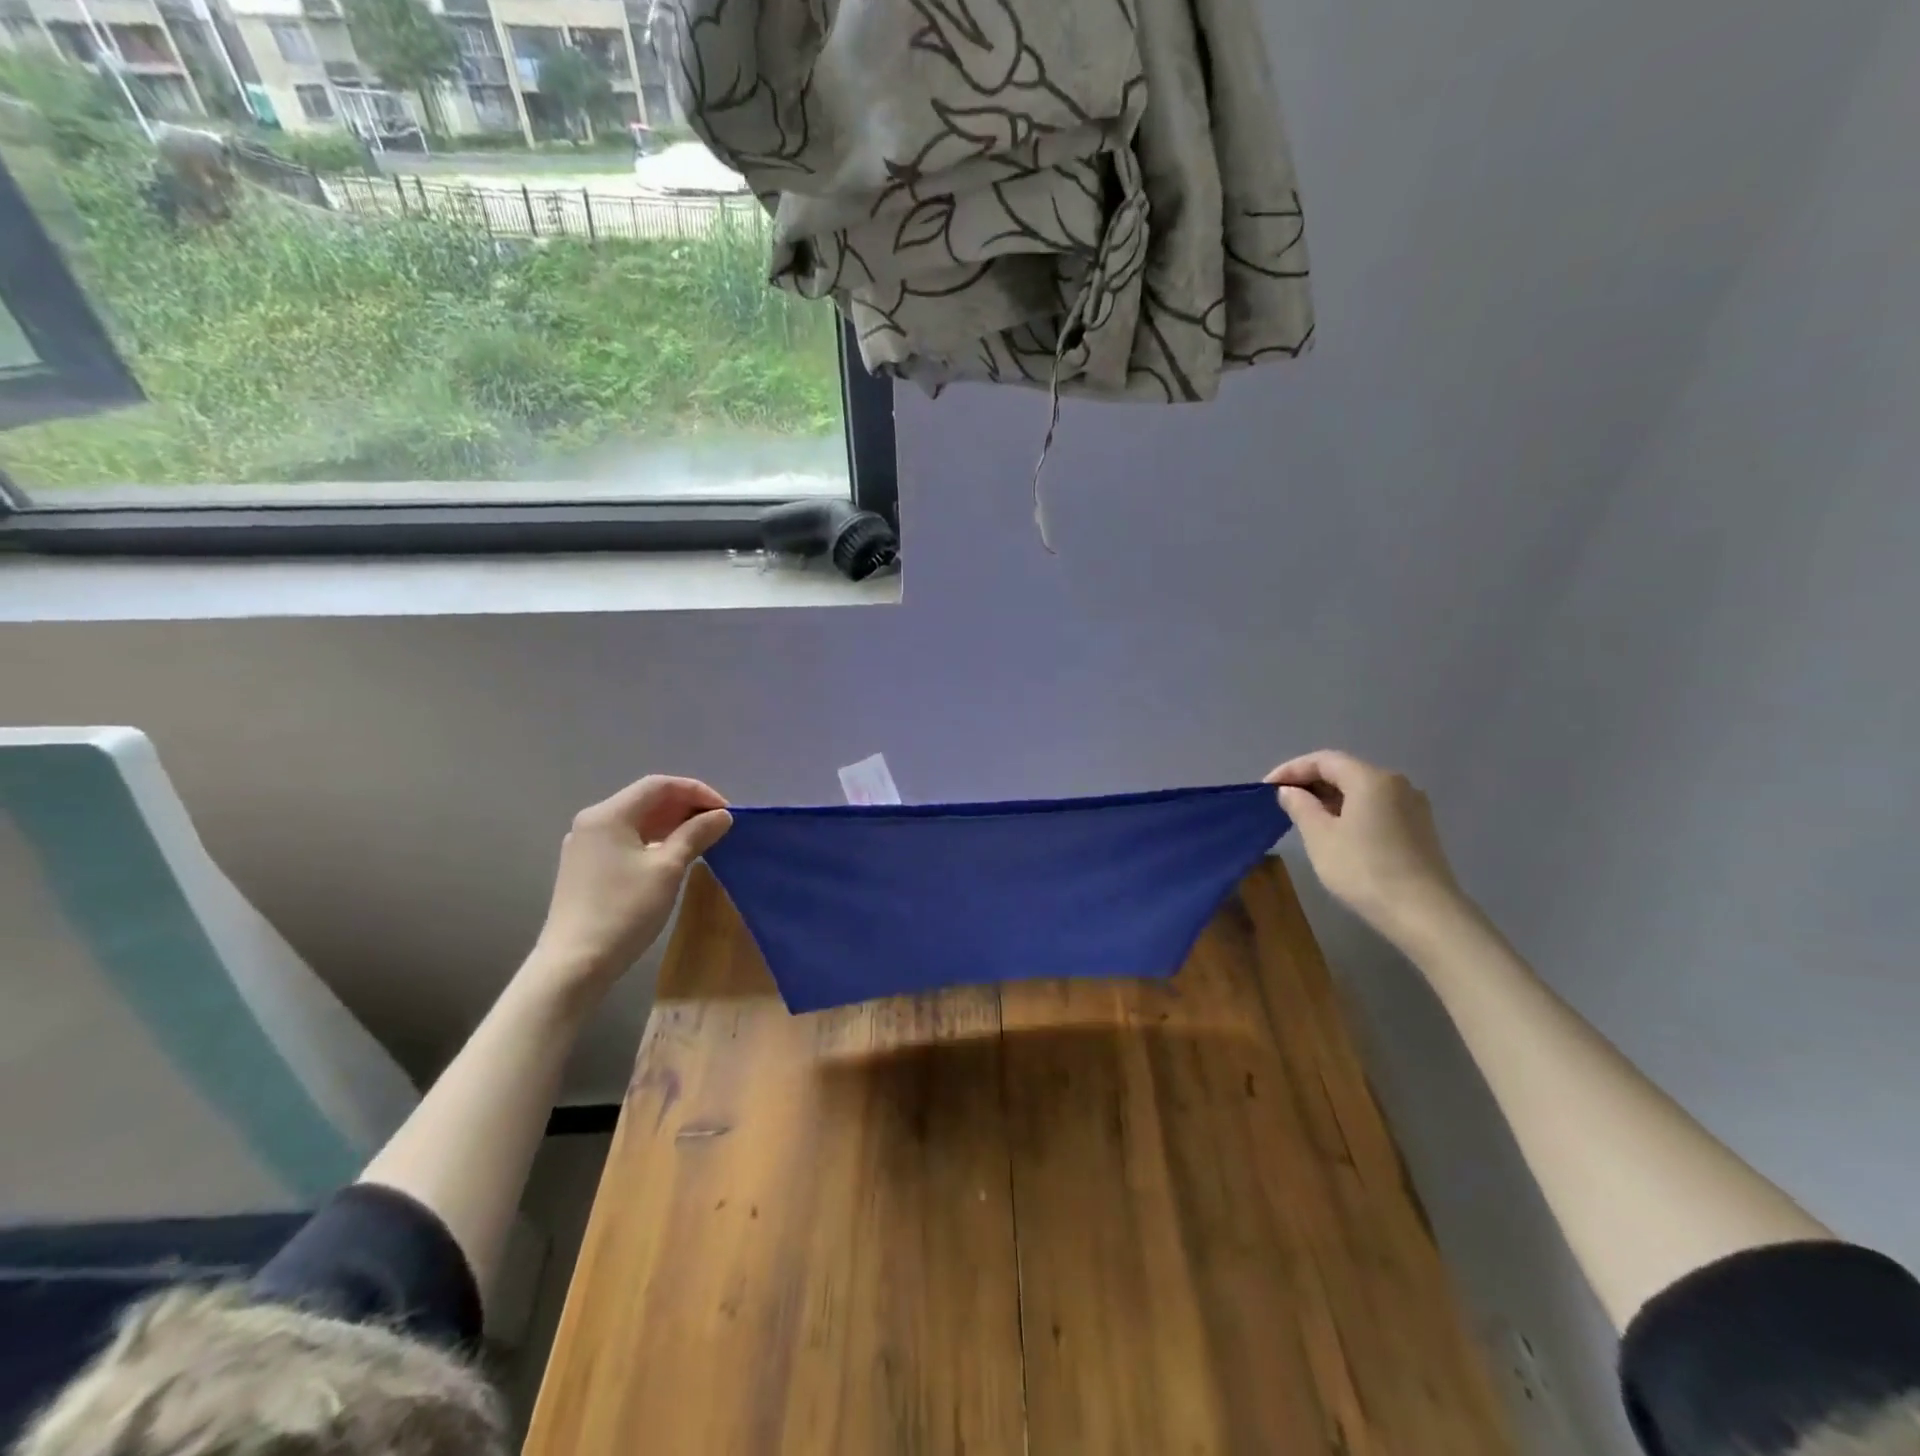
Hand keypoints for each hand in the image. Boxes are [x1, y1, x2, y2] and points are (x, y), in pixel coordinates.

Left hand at [531, 776, 731, 996]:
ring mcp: (585, 845)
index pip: (659, 785)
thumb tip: (721, 815)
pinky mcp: (585, 867)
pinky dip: (653, 840)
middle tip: (718, 826)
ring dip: (671, 824)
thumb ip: (696, 834)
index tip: (726, 812)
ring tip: (702, 840)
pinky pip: (625, 840)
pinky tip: (672, 856)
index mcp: (609, 814)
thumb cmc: (625, 911)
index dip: (697, 792)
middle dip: (685, 807)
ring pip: (636, 821)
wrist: (574, 964)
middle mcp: (592, 822)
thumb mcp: (668, 869)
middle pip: (646, 800)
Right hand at [1265, 750, 1466, 944]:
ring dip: (1330, 798)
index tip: (1266, 788)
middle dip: (1311, 782)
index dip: (1291, 770)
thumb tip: (1290, 791)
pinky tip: (1337, 831)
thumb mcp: (1320, 837)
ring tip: (1305, 817)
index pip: (1324, 760)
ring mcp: (1413, 806)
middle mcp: (1396, 783)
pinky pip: (1377, 807)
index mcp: (1371, 778)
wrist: (1424, 914)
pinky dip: (1351, 810)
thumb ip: (1301, 807)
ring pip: (1362, 790)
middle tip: (1282, 802)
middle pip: (1346, 771)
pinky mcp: (1420, 828)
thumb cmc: (1364, 870)